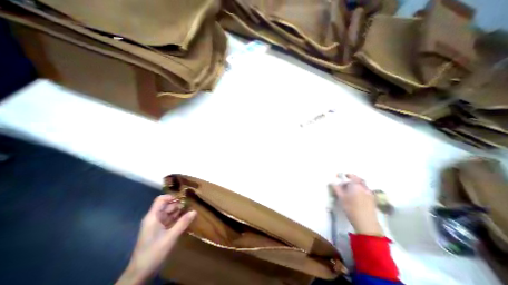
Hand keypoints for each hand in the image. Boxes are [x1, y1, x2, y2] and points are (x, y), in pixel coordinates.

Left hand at [116, 195, 195, 283]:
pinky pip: (168, 220)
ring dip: (178, 212)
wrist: (140, 274)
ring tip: (190, 212)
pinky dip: (176, 219)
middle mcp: (153, 218)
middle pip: (166, 205)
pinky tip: (185, 220)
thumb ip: (183, 223)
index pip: (161, 199)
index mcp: (153, 217)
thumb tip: (195, 211)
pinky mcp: (158, 231)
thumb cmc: (154, 253)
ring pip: (168, 213)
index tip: (184, 199)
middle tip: (190, 206)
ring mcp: (155, 225)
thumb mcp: (171, 237)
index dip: (172, 197)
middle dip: (178, 205)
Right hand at [332, 173, 382, 235]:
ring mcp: (370, 194)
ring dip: (357, 186)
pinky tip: (357, 197)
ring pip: (363, 186)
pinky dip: (361, 191)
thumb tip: (332, 182)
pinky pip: (366, 191)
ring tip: (351, 190)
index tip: (344, 175)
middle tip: (346, 183)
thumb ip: (336, 188)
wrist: (366, 223)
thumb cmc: (351, 208)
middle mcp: (365, 188)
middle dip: (353, 180)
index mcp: (357, 185)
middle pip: (359, 181)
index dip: (348, 175)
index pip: (353, 176)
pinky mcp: (373, 201)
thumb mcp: (341, 197)